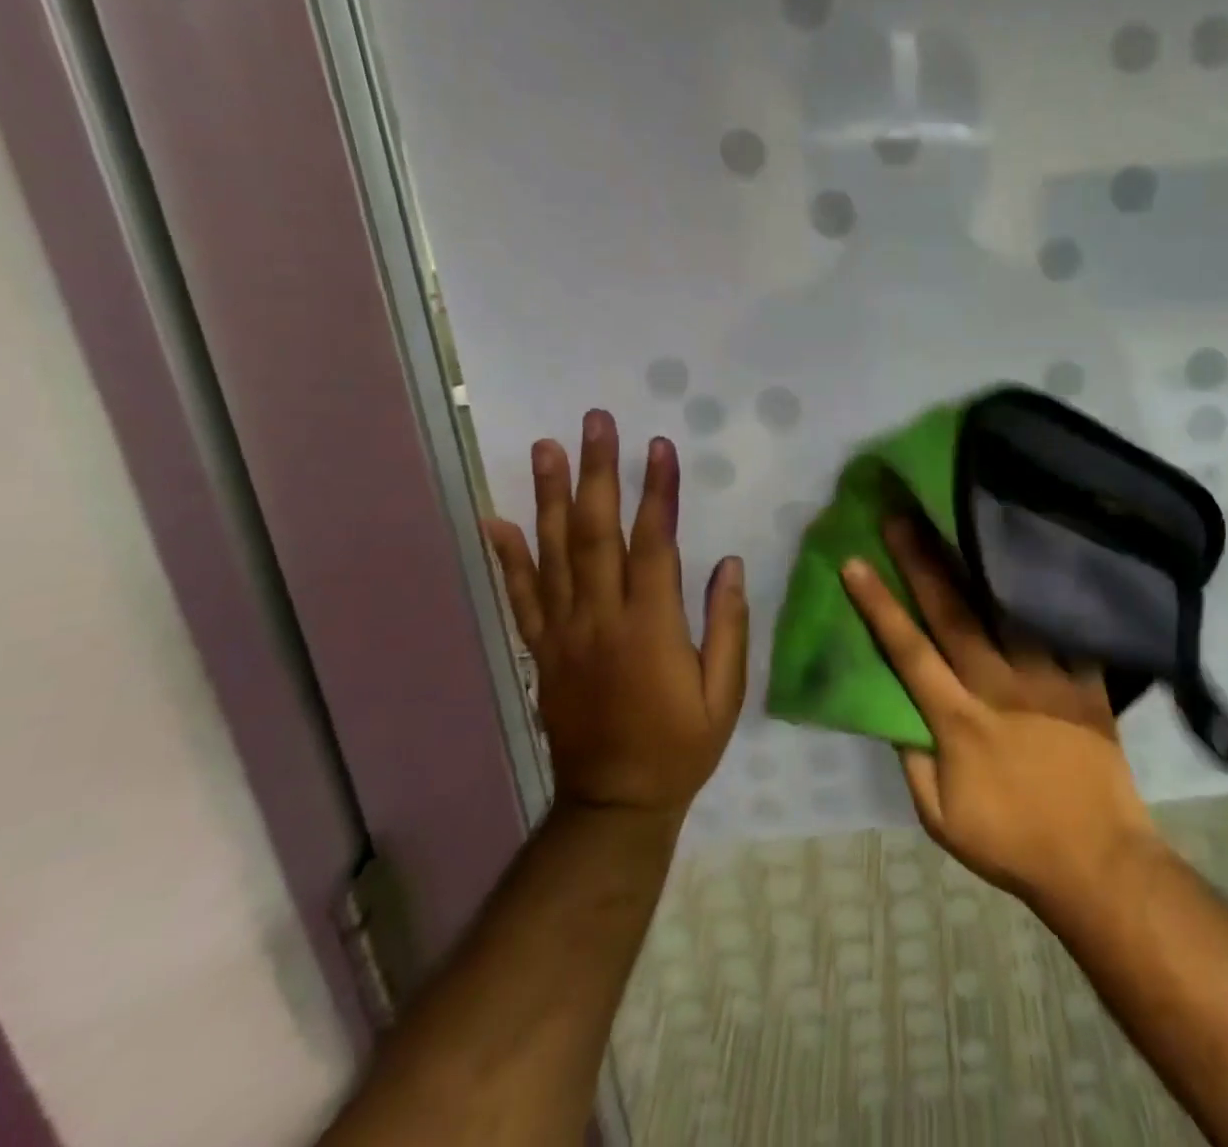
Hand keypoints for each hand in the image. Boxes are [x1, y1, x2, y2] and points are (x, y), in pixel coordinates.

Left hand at [486, 409, 747, 822]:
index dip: (657, 492)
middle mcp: (601, 619)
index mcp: (651, 628)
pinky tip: (495, 519)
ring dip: (550, 497)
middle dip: (598, 473)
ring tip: (546, 448)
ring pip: (553, 554)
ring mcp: (563, 634)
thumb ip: (729, 626)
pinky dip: (507, 557)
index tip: (659, 446)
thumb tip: (731, 564)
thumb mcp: (725, 693)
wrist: (614, 804)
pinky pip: (520, 598)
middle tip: (595, 423)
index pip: (653, 544)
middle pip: (595, 534)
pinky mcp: (541, 651)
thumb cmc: (681, 745)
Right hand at [840, 518, 1162, 914]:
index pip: (908, 652)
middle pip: (954, 613)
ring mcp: (1047, 678)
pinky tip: (1038, 557)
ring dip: (980, 565)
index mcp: (958, 719)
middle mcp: (998, 685)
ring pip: (1008, 609)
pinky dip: (1051, 594)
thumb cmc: (1011, 842)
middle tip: (902, 517)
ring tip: (963, 522)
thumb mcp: (940, 818)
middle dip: (922, 562)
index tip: (855, 562)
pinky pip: (1067, 628)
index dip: (878, 606)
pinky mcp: (1086, 681)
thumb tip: (894, 709)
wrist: (1097, 862)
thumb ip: (913, 760)